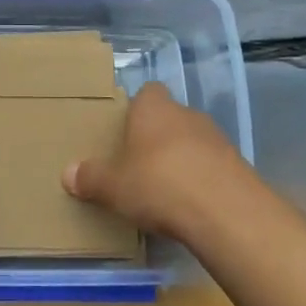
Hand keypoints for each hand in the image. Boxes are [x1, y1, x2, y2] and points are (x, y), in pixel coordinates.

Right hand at [63, 82, 251, 240]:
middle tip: (139, 165)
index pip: (146, 93)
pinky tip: (192, 205)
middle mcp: (186, 113)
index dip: (136, 110)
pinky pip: (212, 166)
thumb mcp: (114, 186)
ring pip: (192, 141)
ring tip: (166, 190)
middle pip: (169, 118)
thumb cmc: (159, 184)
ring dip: (182, 159)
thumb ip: (91, 178)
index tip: (125, 133)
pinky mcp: (238, 165)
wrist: (226, 212)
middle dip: (157, 138)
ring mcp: (217, 138)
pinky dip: (202, 180)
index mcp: (153, 108)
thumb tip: (67, 173)